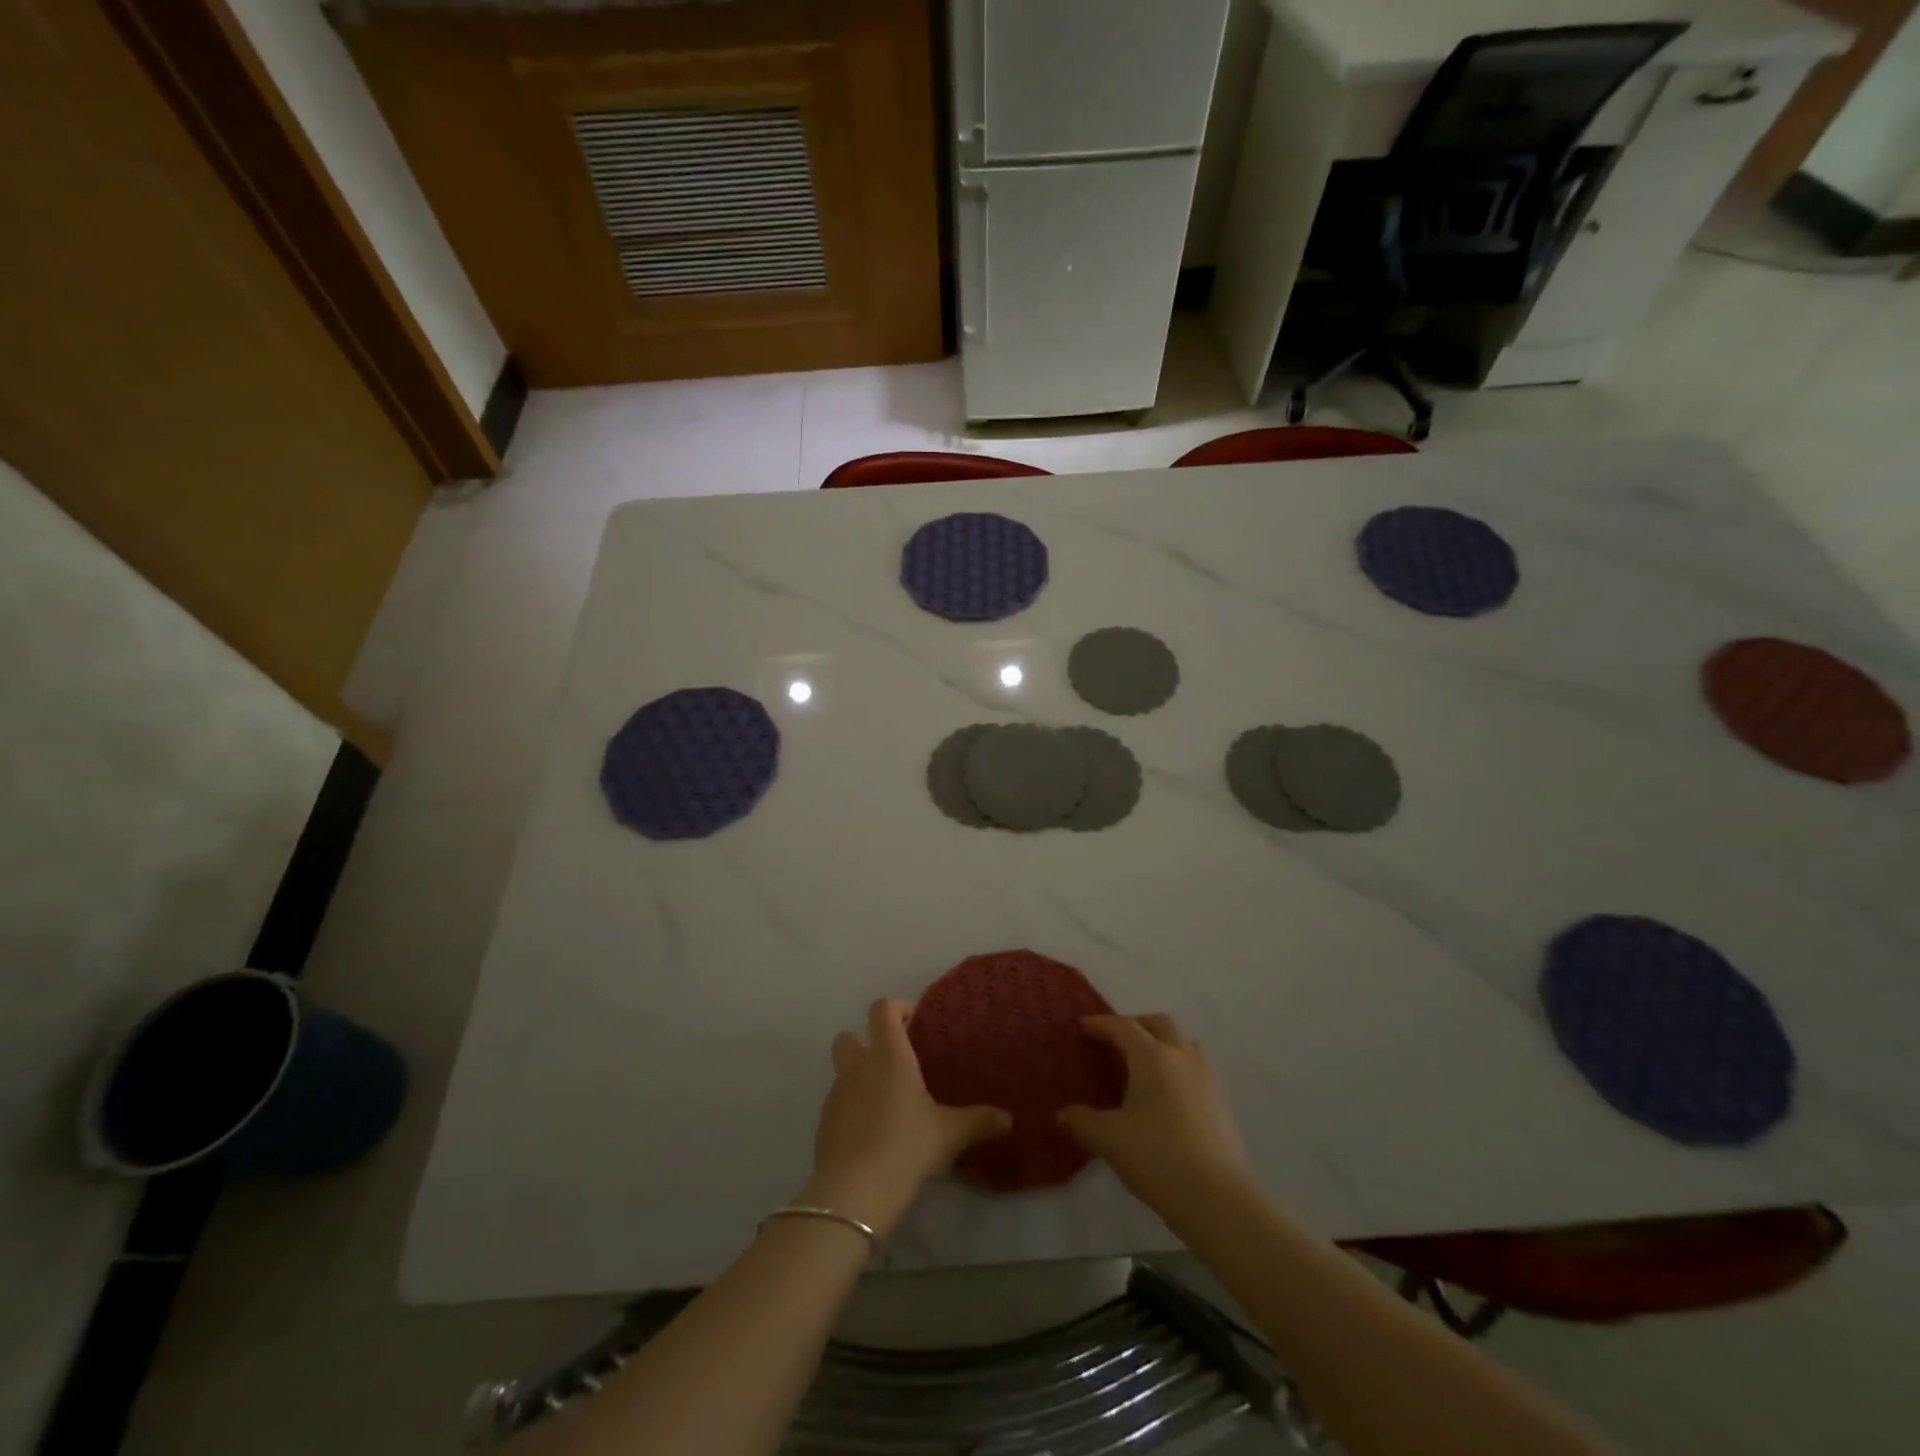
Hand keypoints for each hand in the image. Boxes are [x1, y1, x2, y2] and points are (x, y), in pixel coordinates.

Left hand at [803, 998, 1011, 1236]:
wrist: (853, 1193)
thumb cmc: (906, 1146)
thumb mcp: (950, 1134)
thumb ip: (978, 1121)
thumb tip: (1008, 1118)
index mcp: (889, 1055)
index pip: (883, 1009)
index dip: (898, 1008)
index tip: (918, 1022)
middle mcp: (859, 1066)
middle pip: (851, 1035)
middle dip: (868, 1041)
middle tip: (897, 1062)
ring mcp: (837, 1094)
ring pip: (844, 1071)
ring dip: (861, 1077)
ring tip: (889, 1102)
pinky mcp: (824, 1125)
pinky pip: (839, 1103)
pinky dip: (853, 1108)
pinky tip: (874, 1133)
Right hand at [1058, 1014, 1251, 1218]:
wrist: (1218, 1198)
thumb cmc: (1157, 1157)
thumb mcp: (1109, 1139)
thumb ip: (1082, 1122)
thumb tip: (1062, 1115)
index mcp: (1152, 1056)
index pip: (1122, 1026)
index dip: (1100, 1024)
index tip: (1082, 1027)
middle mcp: (1181, 1056)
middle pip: (1158, 1023)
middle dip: (1134, 1024)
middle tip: (1114, 1040)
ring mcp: (1206, 1078)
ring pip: (1183, 1042)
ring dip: (1161, 1041)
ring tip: (1143, 1063)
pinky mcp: (1221, 1101)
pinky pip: (1196, 1066)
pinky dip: (1178, 1066)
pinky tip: (1167, 1094)